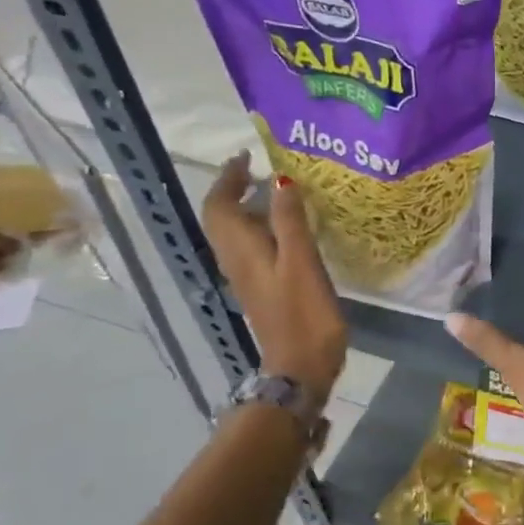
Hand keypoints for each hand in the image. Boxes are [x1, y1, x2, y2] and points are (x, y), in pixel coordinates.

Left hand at [202, 155, 345, 408]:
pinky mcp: (262, 289)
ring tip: (275, 191)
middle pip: (221, 218)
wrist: (300, 369)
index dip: (228, 178)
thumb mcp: (301, 263)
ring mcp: (248, 277)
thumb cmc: (304, 315)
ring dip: (246, 208)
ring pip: (235, 233)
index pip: (219, 205)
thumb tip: (279, 179)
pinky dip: (260, 228)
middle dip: (234, 189)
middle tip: (260, 169)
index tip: (246, 155)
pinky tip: (286, 228)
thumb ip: (290, 221)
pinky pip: (251, 247)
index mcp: (241, 250)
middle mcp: (236, 260)